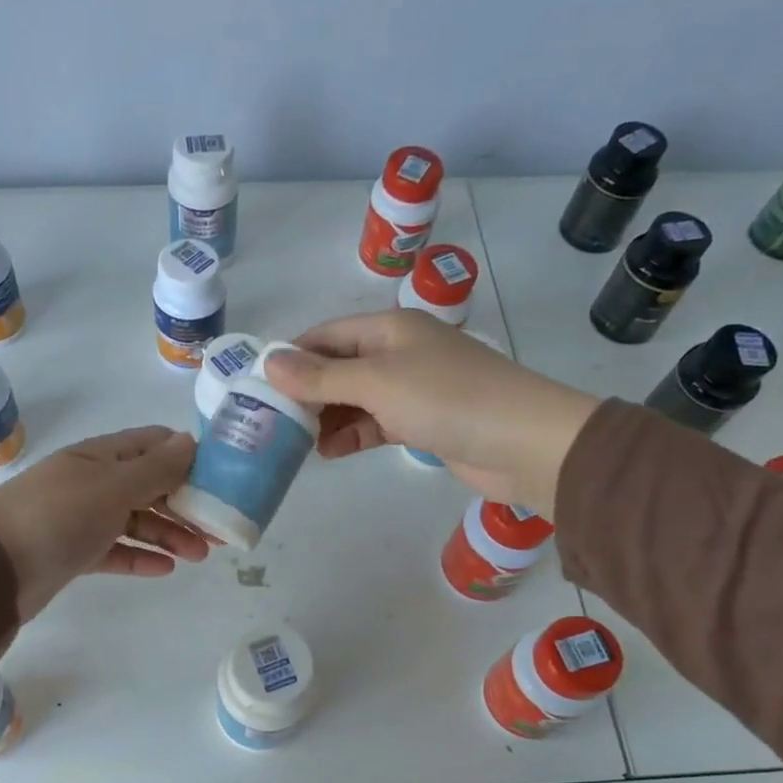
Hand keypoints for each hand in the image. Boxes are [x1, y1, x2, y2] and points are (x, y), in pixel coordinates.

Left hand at [0, 426, 210, 620]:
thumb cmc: (57, 517)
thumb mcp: (113, 487)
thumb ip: (155, 468)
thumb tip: (191, 441)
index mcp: (100, 456)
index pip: (152, 445)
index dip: (187, 457)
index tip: (222, 477)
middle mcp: (92, 482)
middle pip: (149, 486)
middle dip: (185, 503)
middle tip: (219, 527)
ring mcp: (81, 518)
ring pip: (136, 521)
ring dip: (169, 534)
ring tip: (201, 555)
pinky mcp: (74, 553)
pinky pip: (116, 550)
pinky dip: (140, 556)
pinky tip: (167, 569)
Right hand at [261, 310, 600, 514]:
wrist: (524, 443)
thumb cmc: (447, 399)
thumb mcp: (376, 382)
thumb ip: (321, 376)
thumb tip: (268, 362)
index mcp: (389, 329)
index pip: (326, 335)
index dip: (291, 357)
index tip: (258, 387)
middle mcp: (398, 353)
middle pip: (338, 367)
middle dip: (306, 393)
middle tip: (270, 423)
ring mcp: (413, 389)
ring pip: (355, 399)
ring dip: (327, 418)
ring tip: (295, 444)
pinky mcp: (424, 422)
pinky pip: (376, 424)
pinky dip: (353, 435)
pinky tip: (330, 454)